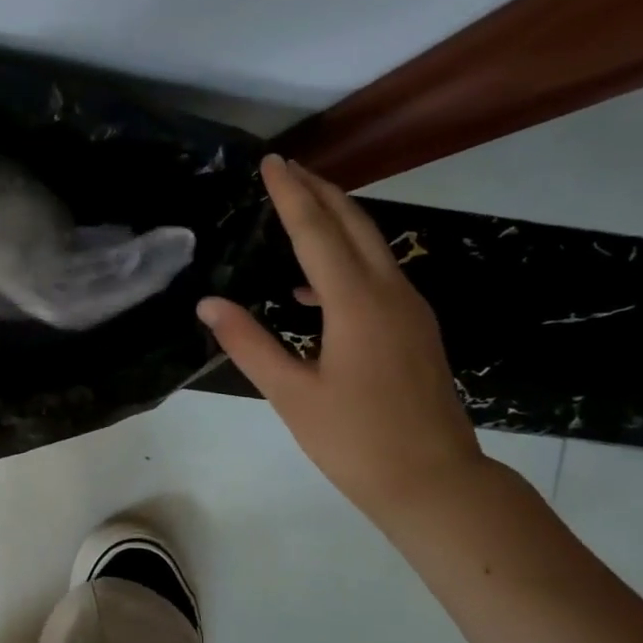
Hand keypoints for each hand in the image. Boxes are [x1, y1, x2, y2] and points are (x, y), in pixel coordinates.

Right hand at [196, 154, 485, 517]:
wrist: (433, 479)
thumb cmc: (354, 439)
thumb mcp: (291, 393)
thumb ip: (249, 343)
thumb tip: (209, 304)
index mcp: (356, 304)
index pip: (317, 232)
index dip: (291, 195)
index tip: (272, 163)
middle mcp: (390, 293)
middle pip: (355, 224)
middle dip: (321, 192)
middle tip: (288, 169)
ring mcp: (410, 310)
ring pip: (373, 246)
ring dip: (337, 221)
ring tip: (300, 211)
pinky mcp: (416, 329)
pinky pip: (379, 275)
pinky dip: (347, 260)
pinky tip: (313, 288)